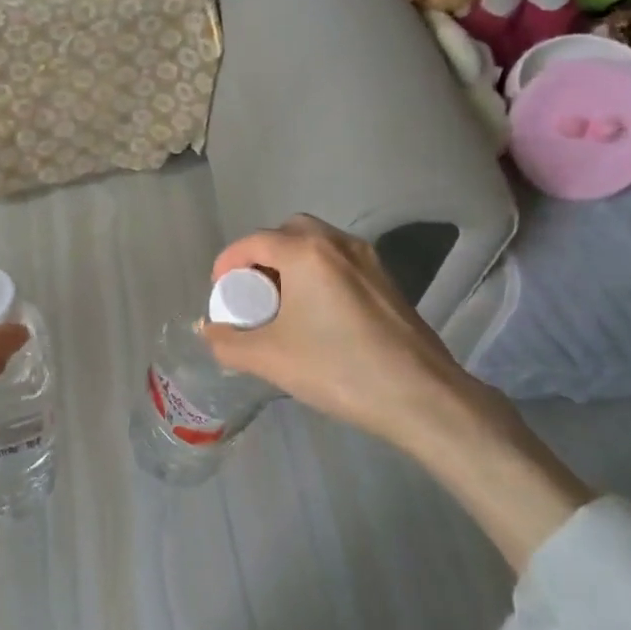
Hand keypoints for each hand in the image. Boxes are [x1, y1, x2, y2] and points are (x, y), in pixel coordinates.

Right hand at [202, 216, 592, 571]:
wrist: (421, 396)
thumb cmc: (338, 369)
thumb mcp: (270, 358)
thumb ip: (228, 342)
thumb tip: (209, 332)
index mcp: (306, 252)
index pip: (253, 242)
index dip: (227, 263)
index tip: (219, 293)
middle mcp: (337, 243)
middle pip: (287, 233)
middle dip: (261, 256)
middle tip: (251, 292)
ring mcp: (368, 259)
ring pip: (316, 245)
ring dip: (291, 264)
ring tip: (281, 304)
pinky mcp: (387, 280)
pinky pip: (339, 262)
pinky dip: (317, 274)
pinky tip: (316, 315)